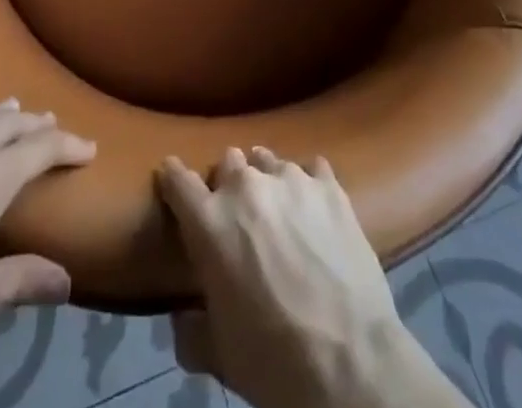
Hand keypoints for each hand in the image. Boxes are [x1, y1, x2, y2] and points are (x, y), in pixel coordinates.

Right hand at [158, 148, 460, 407]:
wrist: (350, 360)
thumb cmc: (273, 359)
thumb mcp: (219, 354)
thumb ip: (191, 329)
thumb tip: (183, 318)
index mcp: (210, 222)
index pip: (178, 180)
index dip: (172, 179)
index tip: (171, 178)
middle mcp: (246, 186)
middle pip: (228, 163)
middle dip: (227, 184)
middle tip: (237, 216)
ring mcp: (291, 179)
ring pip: (267, 161)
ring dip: (265, 180)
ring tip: (277, 208)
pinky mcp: (329, 185)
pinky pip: (311, 168)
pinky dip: (308, 184)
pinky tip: (314, 208)